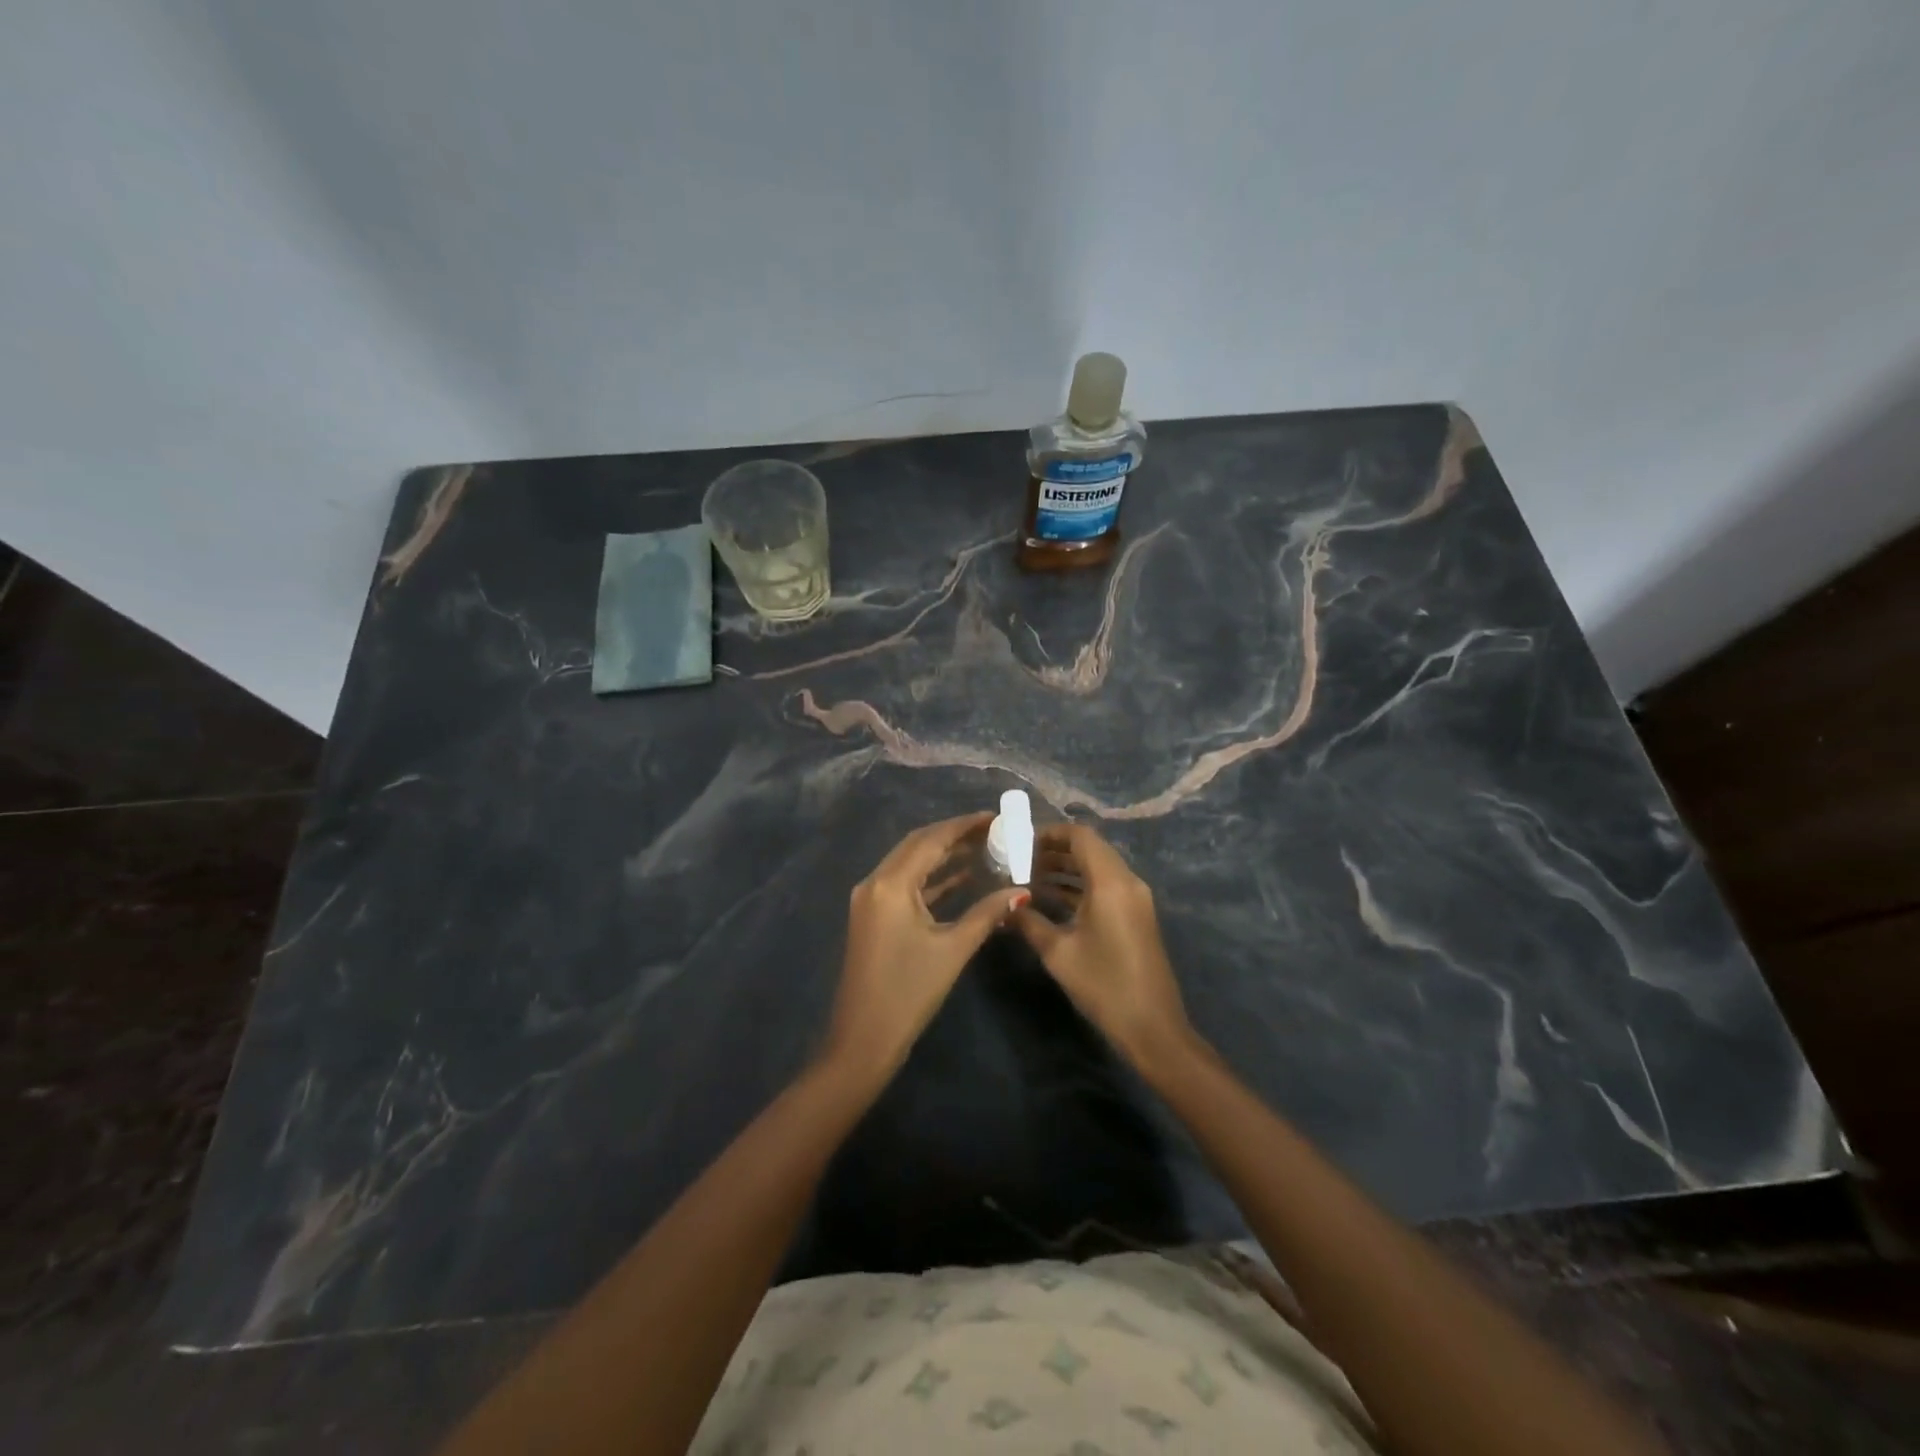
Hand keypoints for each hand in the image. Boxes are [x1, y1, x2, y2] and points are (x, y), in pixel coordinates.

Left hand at [823, 813, 1029, 1086]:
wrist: (863, 1040)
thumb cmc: (909, 992)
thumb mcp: (953, 949)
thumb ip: (987, 913)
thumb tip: (1022, 891)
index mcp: (890, 884)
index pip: (931, 840)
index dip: (965, 826)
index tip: (996, 817)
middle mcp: (875, 882)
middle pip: (918, 845)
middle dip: (955, 835)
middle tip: (994, 831)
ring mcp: (870, 899)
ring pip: (911, 863)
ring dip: (943, 855)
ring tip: (984, 849)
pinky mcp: (873, 916)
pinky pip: (905, 884)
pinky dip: (932, 878)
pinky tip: (962, 878)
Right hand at [1013, 824, 1195, 1076]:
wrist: (1152, 1028)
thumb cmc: (1103, 985)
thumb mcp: (1058, 952)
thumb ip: (1028, 921)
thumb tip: (1004, 904)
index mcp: (1111, 882)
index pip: (1080, 836)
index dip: (1049, 833)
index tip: (1019, 842)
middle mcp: (1127, 881)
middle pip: (1089, 849)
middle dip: (1053, 850)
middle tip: (1018, 860)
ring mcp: (1135, 899)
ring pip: (1097, 868)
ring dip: (1065, 869)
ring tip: (1027, 878)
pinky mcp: (1135, 915)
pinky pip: (1105, 886)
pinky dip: (1078, 886)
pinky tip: (1050, 900)